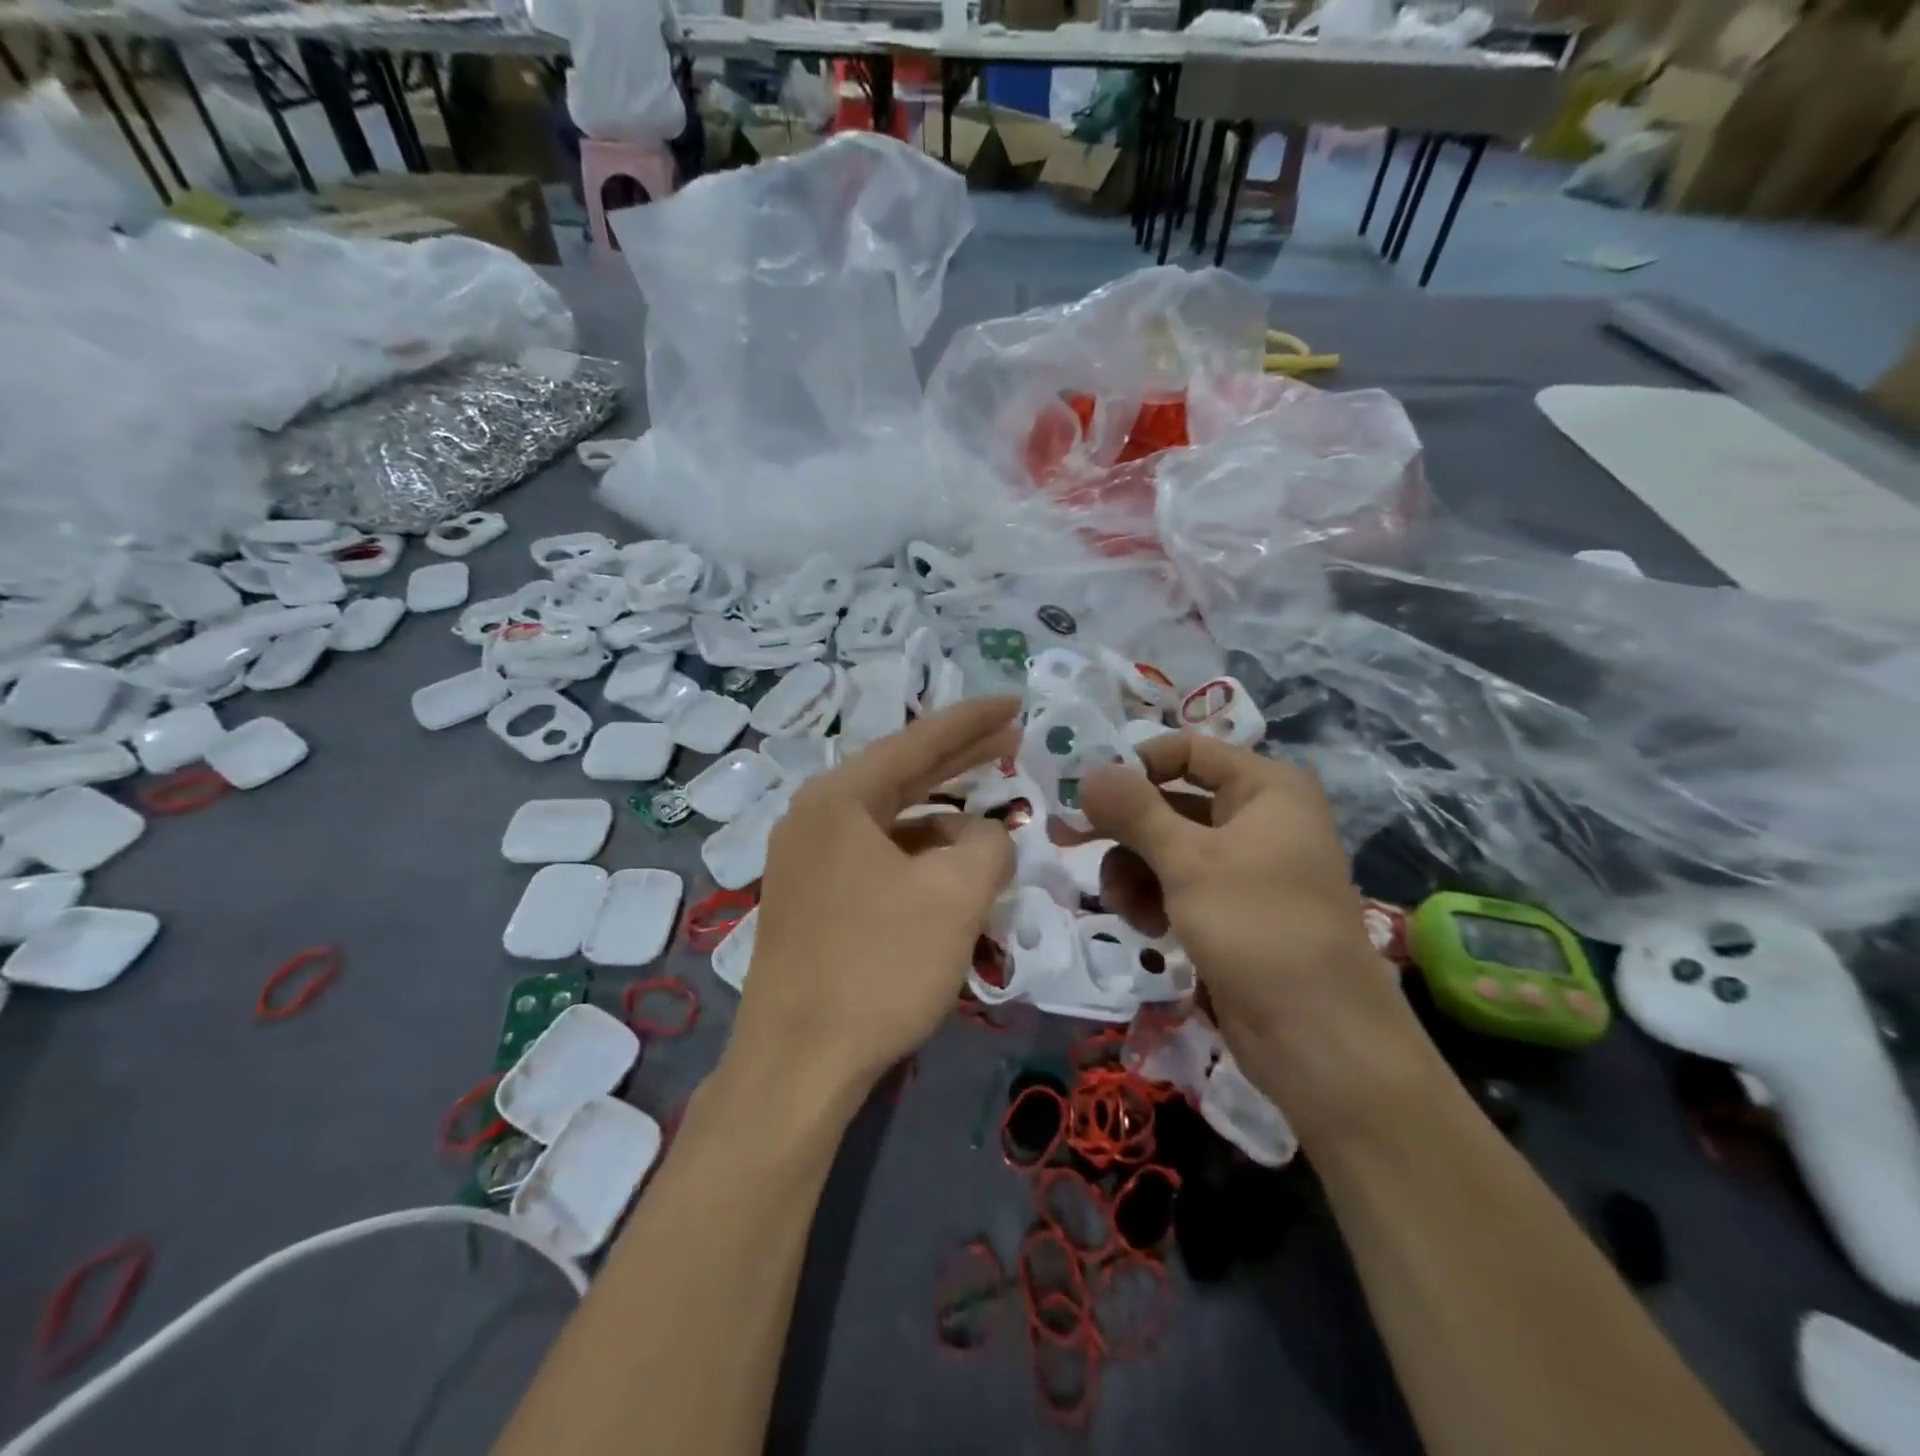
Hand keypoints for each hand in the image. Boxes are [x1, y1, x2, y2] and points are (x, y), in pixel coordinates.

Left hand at [723, 698, 1019, 1112]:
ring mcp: (807, 861)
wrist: (798, 1065)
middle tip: (1013, 739)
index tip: (1017, 700)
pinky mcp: (811, 901)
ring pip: (893, 823)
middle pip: (903, 774)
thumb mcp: (956, 895)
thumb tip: (986, 836)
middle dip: (961, 759)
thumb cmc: (878, 966)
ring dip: (945, 821)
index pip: (918, 741)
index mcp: (839, 797)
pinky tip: (953, 875)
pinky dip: (920, 859)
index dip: (973, 719)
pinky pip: (879, 859)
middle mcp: (815, 818)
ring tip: (993, 824)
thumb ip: (989, 845)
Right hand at [1079, 733, 1427, 1136]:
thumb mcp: (1189, 861)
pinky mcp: (1232, 910)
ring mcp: (1245, 867)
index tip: (1084, 792)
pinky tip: (1145, 927)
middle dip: (1124, 828)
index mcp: (1266, 788)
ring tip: (1122, 905)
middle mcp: (1258, 818)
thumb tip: (1087, 770)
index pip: (1187, 750)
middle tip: (1067, 839)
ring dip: (1133, 871)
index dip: (1135, 764)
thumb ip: (1133, 810)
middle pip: (1171, 801)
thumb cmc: (1258, 927)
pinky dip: (1153, 898)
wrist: (1318, 1039)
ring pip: (1168, 847)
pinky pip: (1178, 885)